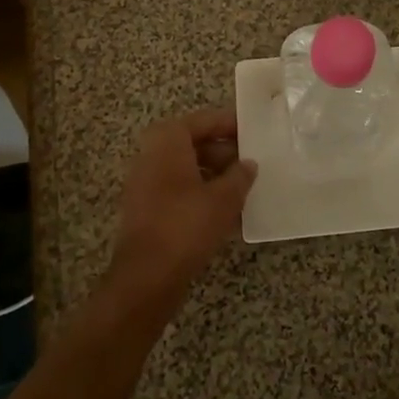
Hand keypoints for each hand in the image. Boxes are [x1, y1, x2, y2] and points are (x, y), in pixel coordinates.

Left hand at [109, 107, 256, 306]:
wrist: (146, 277)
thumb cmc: (186, 225)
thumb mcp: (224, 198)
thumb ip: (240, 176)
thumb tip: (248, 164)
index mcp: (167, 141)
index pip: (203, 121)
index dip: (229, 124)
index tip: (253, 129)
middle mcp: (151, 156)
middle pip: (193, 144)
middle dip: (223, 152)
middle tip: (251, 161)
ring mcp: (145, 184)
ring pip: (186, 169)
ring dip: (214, 175)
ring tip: (244, 187)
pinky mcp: (146, 210)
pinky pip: (178, 191)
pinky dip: (200, 194)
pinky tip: (225, 212)